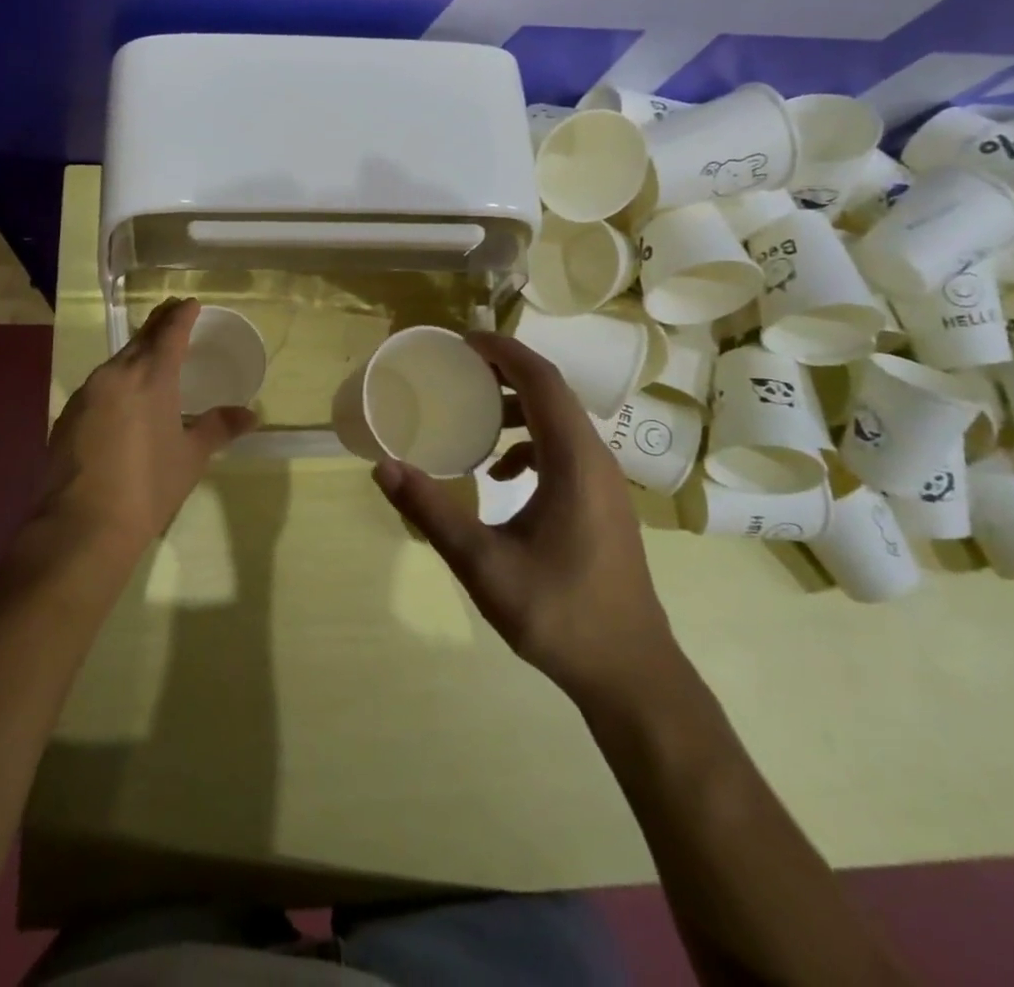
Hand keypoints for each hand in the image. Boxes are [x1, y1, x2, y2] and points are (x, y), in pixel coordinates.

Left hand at [37, 298, 258, 554]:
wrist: (83, 525)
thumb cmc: (148, 487)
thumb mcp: (191, 456)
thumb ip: (218, 427)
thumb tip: (250, 414)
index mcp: (150, 377)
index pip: (169, 333)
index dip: (181, 316)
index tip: (190, 303)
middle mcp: (115, 375)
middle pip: (140, 339)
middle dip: (158, 325)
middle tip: (172, 315)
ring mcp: (86, 394)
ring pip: (116, 362)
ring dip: (136, 353)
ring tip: (151, 355)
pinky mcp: (68, 415)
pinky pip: (99, 385)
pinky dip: (117, 380)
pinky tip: (123, 397)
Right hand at [372, 333, 677, 702]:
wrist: (630, 672)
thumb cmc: (559, 613)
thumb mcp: (483, 562)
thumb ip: (431, 510)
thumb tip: (383, 467)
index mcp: (574, 460)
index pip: (541, 380)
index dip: (502, 351)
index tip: (460, 342)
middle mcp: (595, 458)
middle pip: (551, 392)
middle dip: (504, 371)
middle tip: (455, 368)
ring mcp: (604, 481)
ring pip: (559, 420)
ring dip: (517, 405)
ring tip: (472, 411)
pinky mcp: (602, 501)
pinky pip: (564, 449)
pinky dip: (529, 442)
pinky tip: (500, 473)